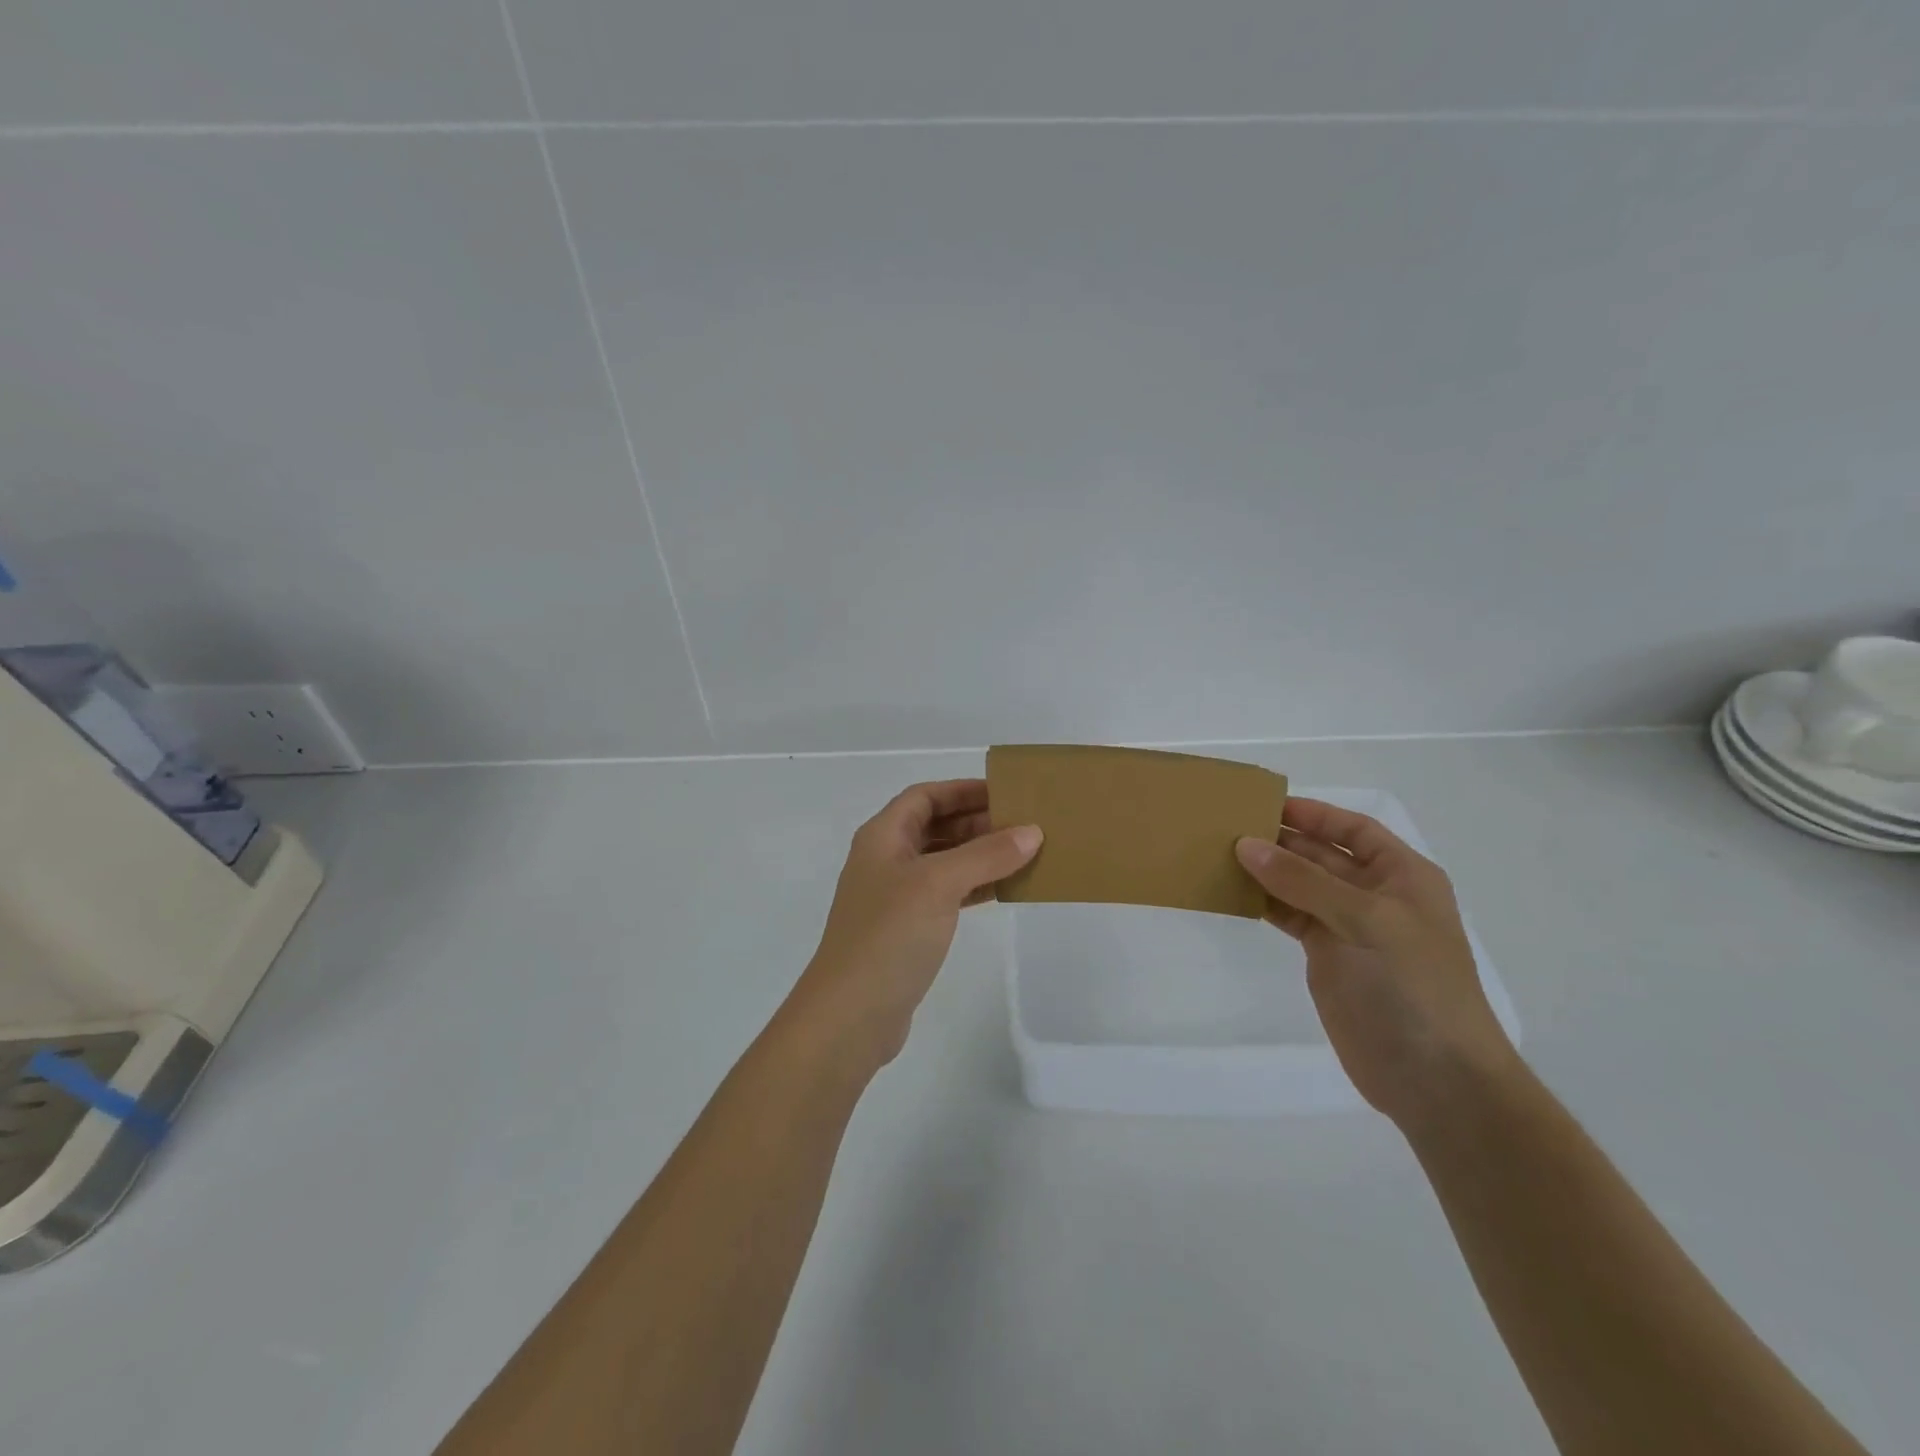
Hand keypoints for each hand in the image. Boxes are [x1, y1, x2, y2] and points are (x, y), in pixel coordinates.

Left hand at [785, 780, 1041, 1074]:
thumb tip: (1031, 832)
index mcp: (883, 837)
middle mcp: (887, 860)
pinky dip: (975, 887)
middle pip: (936, 827)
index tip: (1005, 792)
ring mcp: (896, 897)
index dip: (962, 789)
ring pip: (945, 862)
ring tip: (1025, 853)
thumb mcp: (939, 884)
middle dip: (978, 822)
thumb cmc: (890, 934)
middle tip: (1025, 824)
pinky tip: (1006, 889)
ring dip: (980, 855)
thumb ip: (986, 855)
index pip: (925, 796)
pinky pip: (948, 895)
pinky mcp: (908, 930)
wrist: (851, 1014)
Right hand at [1235, 799, 1516, 1127]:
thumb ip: (1305, 881)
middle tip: (1227, 827)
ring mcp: (1348, 927)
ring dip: (1266, 870)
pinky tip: (1231, 892)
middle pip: (1322, 854)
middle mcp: (1375, 895)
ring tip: (1219, 854)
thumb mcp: (1366, 921)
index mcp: (1402, 876)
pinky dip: (1263, 902)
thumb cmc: (1414, 986)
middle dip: (1281, 840)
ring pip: (1300, 885)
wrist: (1434, 1077)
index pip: (1353, 829)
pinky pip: (1289, 916)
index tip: (1264, 804)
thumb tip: (1246, 845)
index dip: (1314, 814)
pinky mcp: (1326, 956)